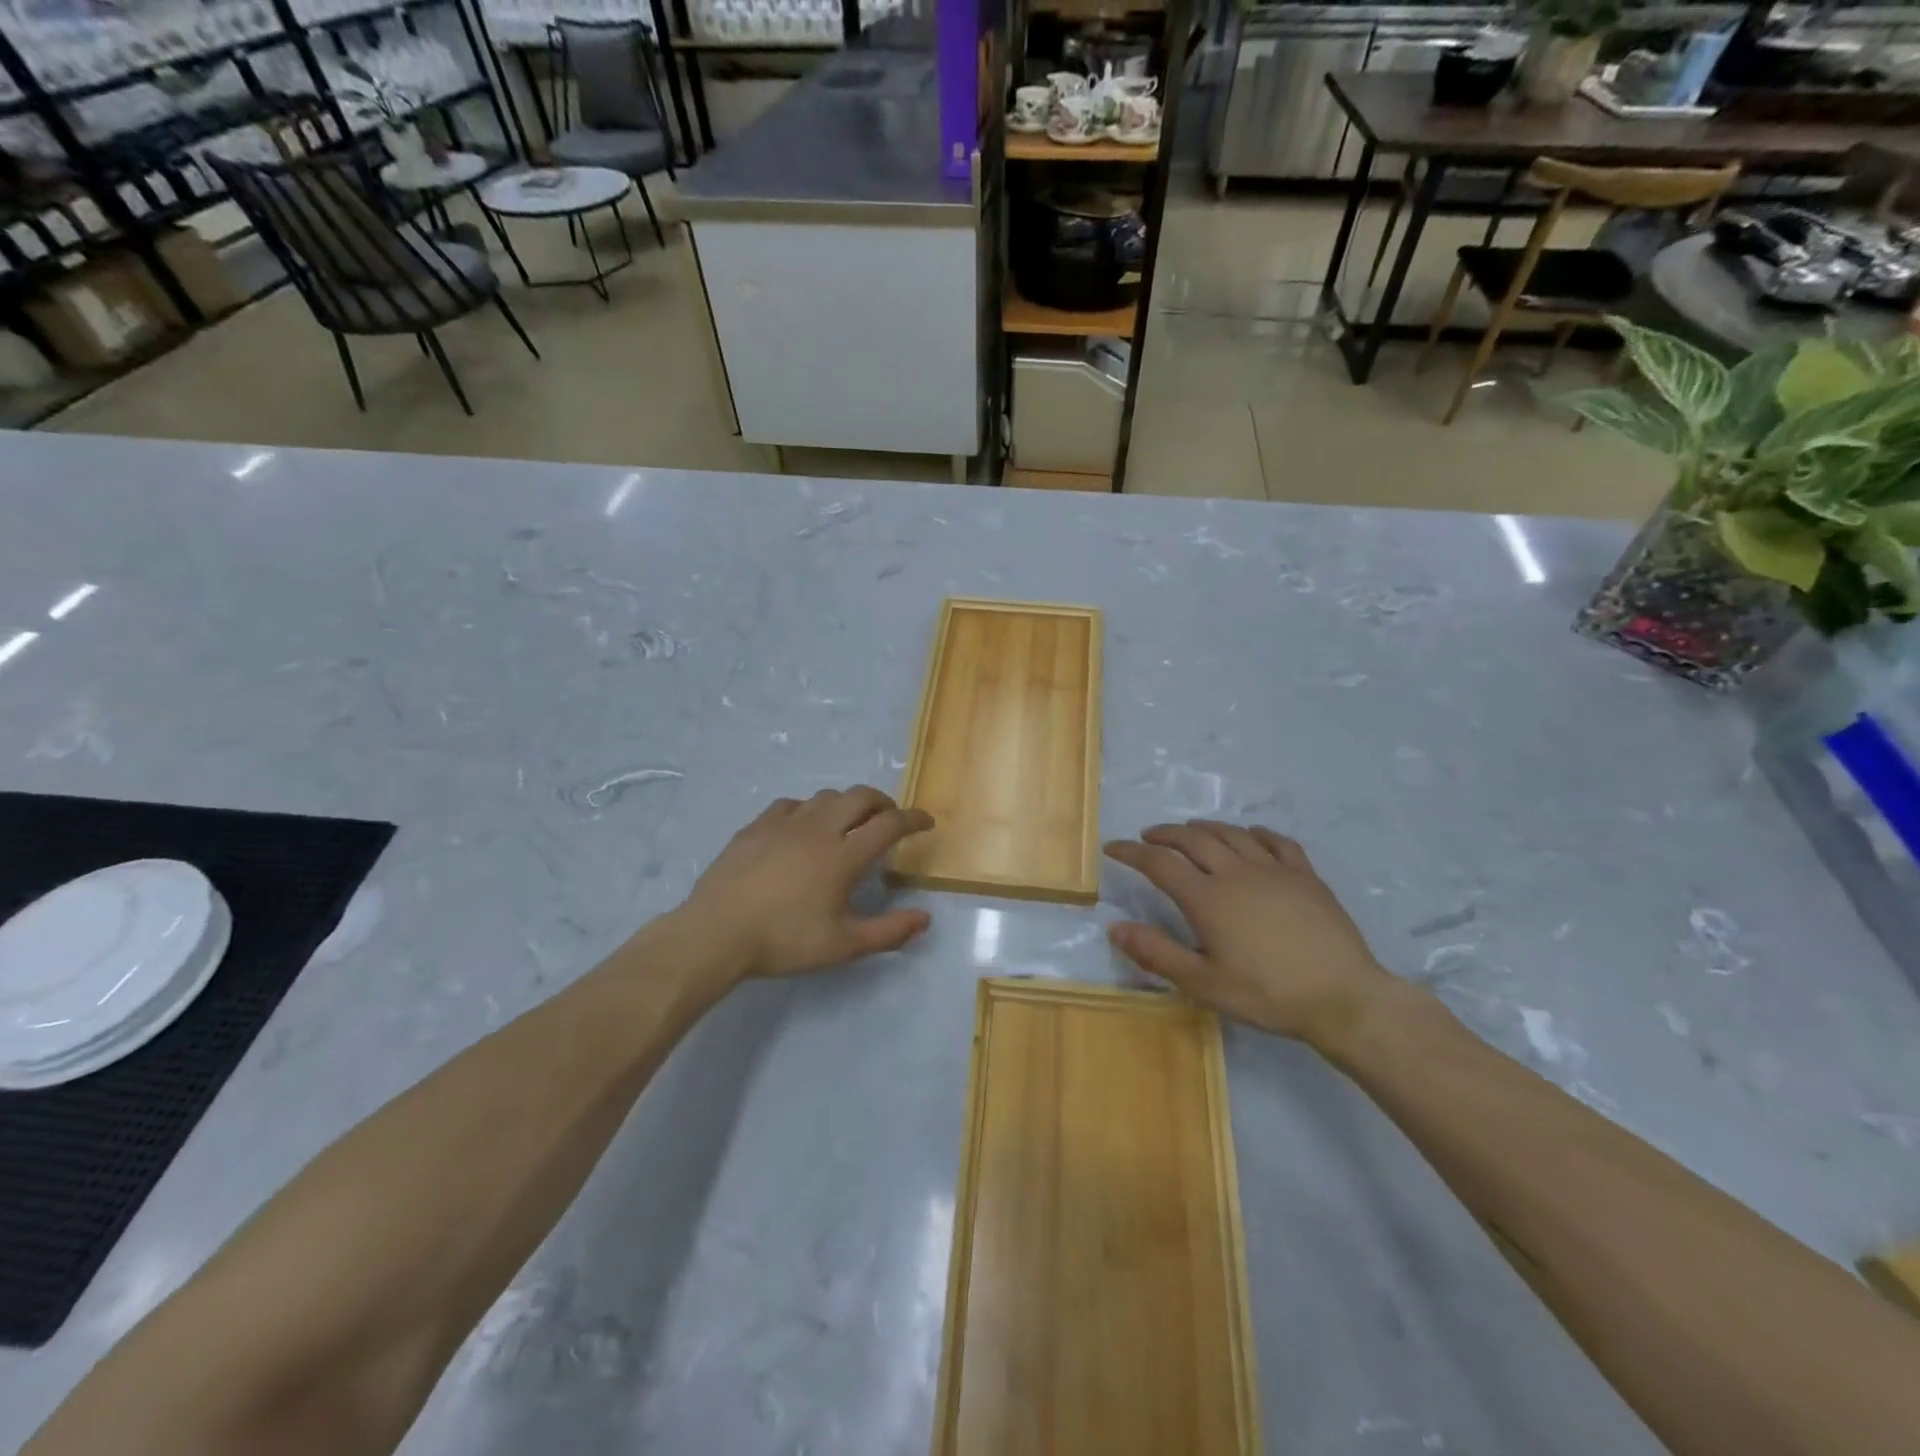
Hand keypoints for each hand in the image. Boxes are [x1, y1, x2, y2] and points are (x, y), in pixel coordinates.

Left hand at [679, 786, 933, 981]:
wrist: (717, 933)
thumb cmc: (784, 940)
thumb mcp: (843, 945)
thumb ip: (888, 931)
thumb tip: (925, 918)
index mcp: (844, 855)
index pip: (889, 824)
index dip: (913, 819)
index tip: (925, 821)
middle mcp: (819, 829)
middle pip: (860, 797)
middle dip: (882, 802)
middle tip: (889, 818)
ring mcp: (784, 823)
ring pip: (825, 797)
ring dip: (846, 804)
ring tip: (848, 823)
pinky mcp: (756, 827)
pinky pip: (791, 805)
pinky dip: (808, 810)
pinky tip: (802, 827)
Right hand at [1104, 821, 1395, 1051]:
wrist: (1343, 998)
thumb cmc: (1267, 995)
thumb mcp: (1203, 984)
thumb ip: (1156, 953)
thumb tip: (1115, 927)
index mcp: (1207, 898)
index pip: (1159, 863)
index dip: (1131, 852)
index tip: (1113, 848)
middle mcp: (1236, 873)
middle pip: (1193, 839)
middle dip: (1165, 833)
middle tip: (1148, 837)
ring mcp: (1275, 870)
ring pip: (1232, 834)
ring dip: (1204, 828)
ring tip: (1190, 830)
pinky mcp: (1306, 876)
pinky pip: (1277, 842)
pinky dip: (1257, 833)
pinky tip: (1251, 835)